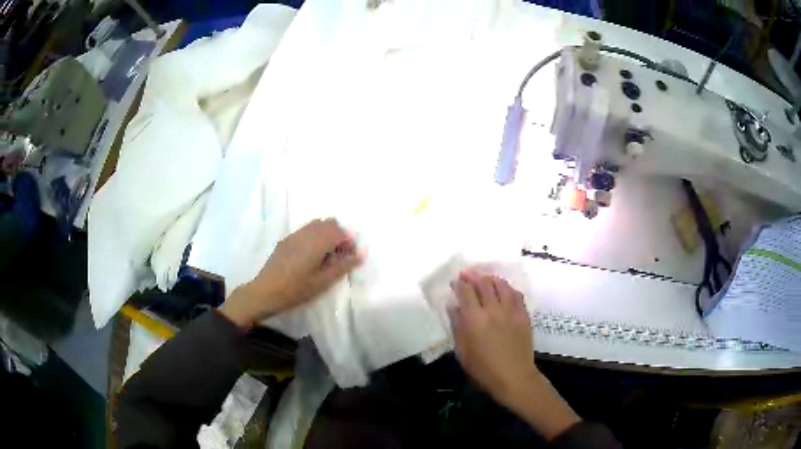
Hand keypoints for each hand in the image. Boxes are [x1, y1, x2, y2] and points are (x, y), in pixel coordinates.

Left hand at [221, 219, 363, 327]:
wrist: (266, 291)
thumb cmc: (297, 289)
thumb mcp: (323, 281)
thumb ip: (343, 265)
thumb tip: (361, 254)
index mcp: (317, 241)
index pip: (340, 231)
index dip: (349, 242)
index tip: (350, 257)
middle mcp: (307, 232)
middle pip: (329, 223)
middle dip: (339, 235)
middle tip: (340, 256)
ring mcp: (295, 235)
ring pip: (317, 224)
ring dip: (326, 235)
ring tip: (326, 256)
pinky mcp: (287, 240)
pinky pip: (306, 230)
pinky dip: (315, 237)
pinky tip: (311, 256)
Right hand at [450, 271, 580, 439]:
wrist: (514, 377)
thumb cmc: (483, 369)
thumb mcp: (463, 352)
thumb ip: (458, 327)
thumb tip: (454, 308)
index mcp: (475, 320)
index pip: (466, 292)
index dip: (460, 283)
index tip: (456, 281)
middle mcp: (493, 310)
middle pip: (483, 284)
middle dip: (474, 276)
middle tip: (468, 274)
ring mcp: (511, 311)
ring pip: (501, 285)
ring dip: (491, 279)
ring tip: (486, 278)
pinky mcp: (523, 315)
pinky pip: (516, 294)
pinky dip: (508, 288)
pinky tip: (504, 289)